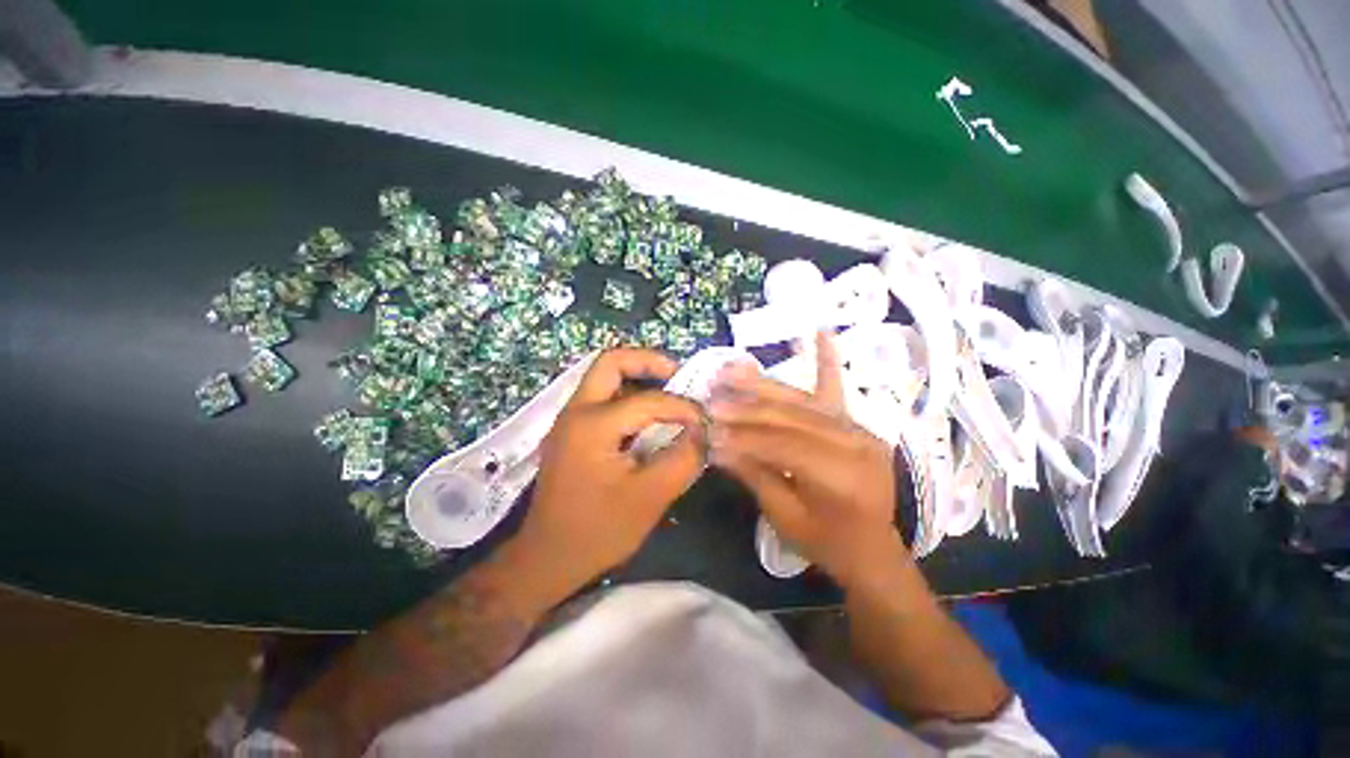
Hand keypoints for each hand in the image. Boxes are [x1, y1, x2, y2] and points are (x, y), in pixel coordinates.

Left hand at [518, 348, 706, 590]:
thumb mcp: (649, 498)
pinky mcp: (572, 432)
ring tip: (668, 394)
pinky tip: (648, 419)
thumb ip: (682, 459)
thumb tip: (702, 432)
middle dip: (648, 361)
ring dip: (637, 377)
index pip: (649, 400)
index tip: (704, 421)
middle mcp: (576, 411)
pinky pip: (602, 399)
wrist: (547, 558)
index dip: (683, 407)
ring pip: (604, 377)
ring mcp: (570, 420)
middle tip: (678, 375)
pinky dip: (627, 397)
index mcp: (593, 424)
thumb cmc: (597, 531)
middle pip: (611, 362)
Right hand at [710, 333, 906, 588]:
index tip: (709, 430)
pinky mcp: (854, 422)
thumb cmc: (830, 543)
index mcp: (841, 476)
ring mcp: (856, 427)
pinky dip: (826, 360)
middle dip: (746, 409)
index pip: (782, 446)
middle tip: (711, 398)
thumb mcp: (787, 518)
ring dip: (763, 384)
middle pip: (790, 417)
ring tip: (731, 369)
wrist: (877, 547)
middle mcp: (854, 442)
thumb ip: (755, 475)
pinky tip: (819, 332)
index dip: (743, 437)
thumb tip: (718, 445)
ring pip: (801, 400)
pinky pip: (836, 388)